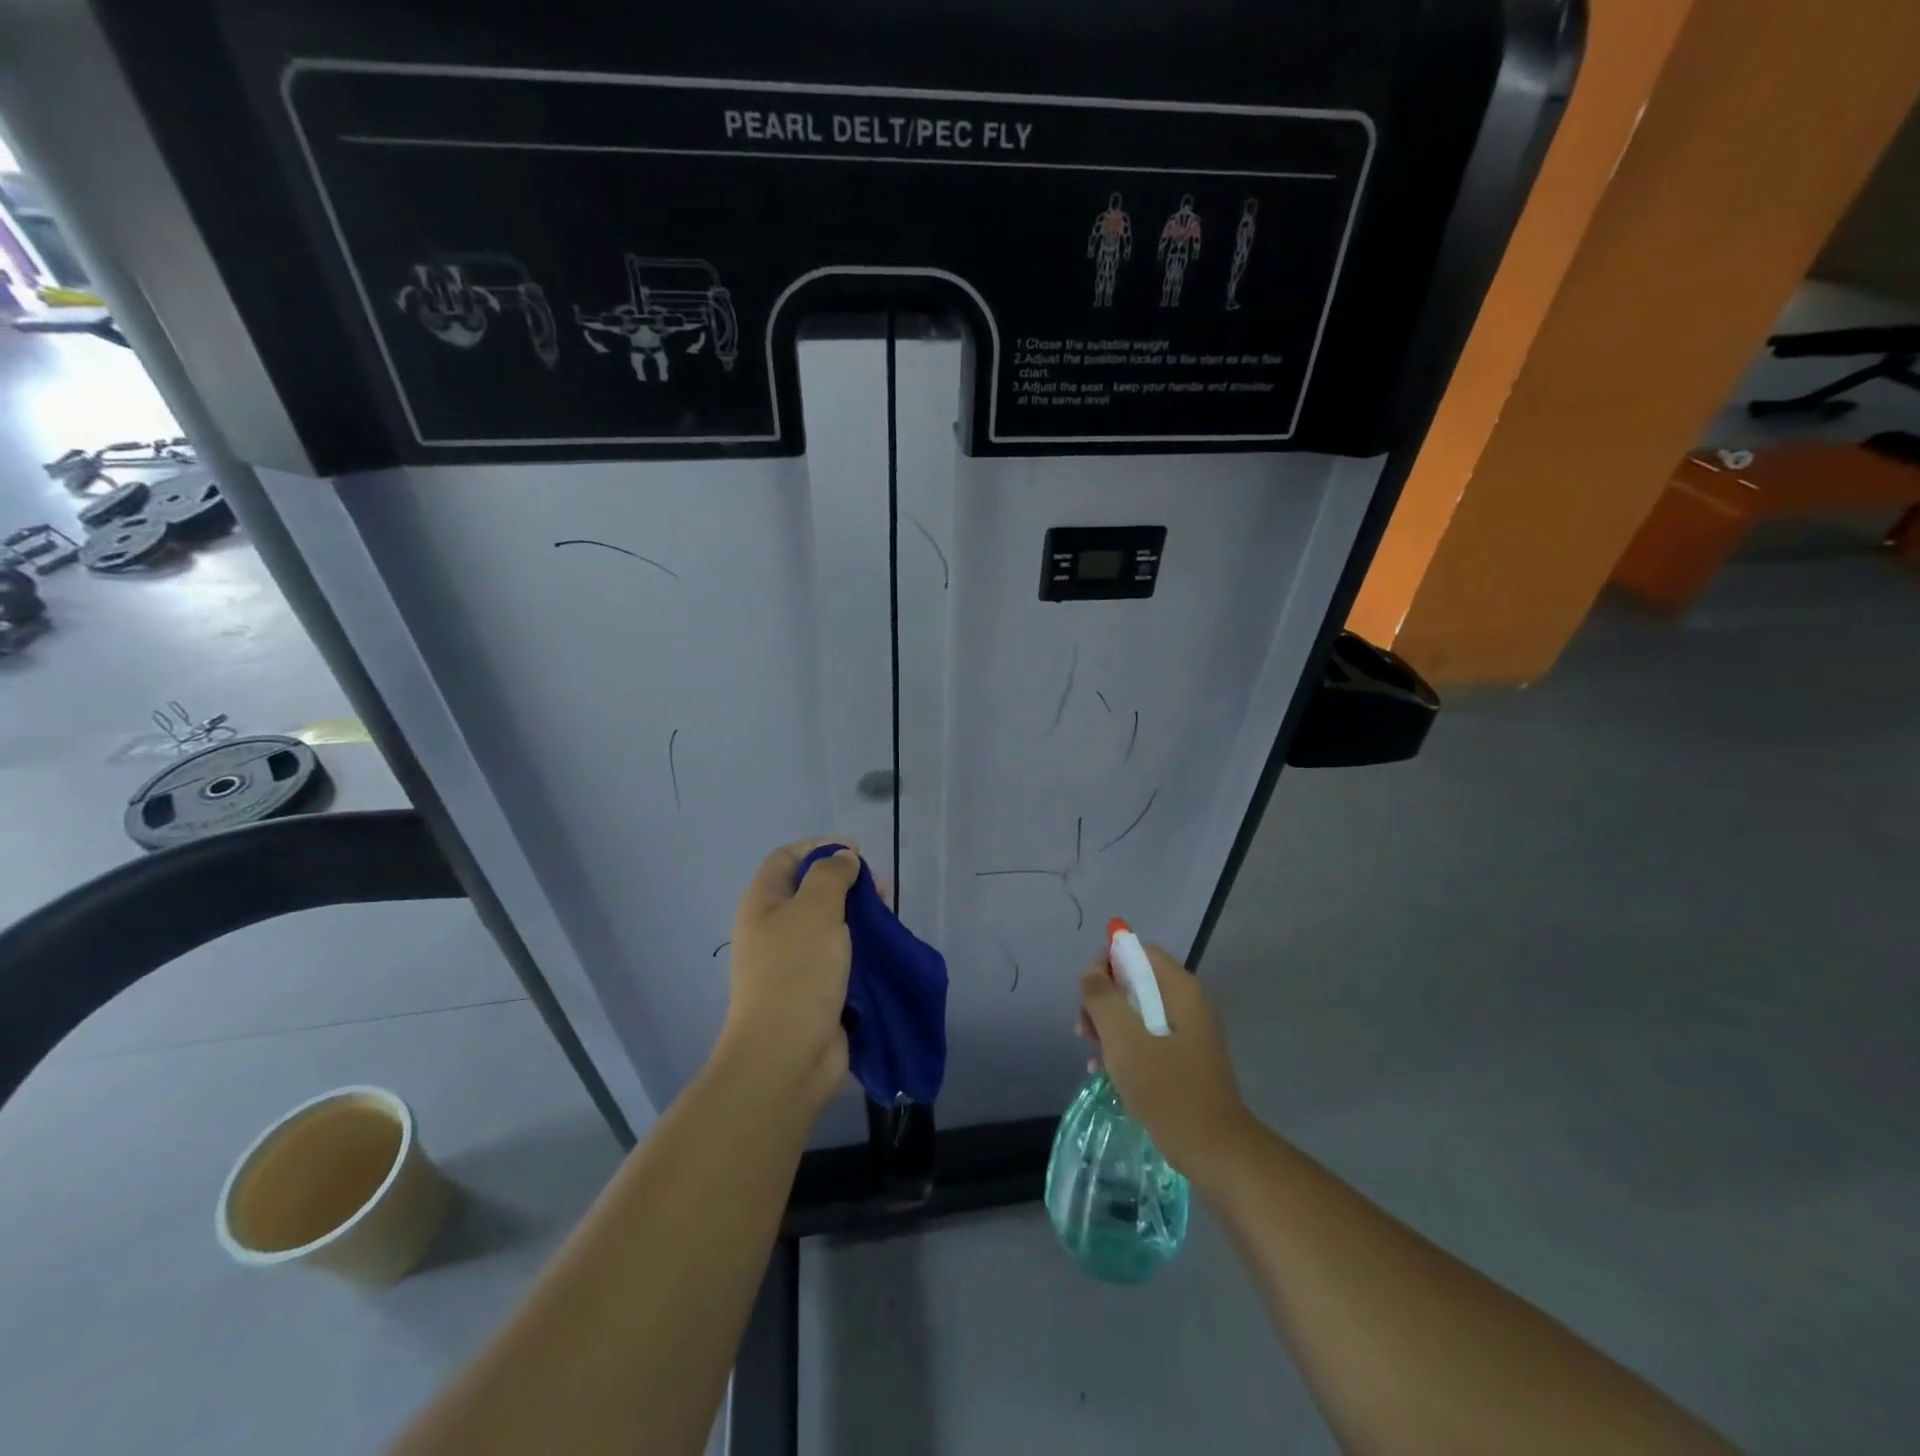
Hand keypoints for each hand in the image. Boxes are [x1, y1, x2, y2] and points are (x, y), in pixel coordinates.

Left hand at [720, 839, 861, 1110]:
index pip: (787, 858)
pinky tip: (884, 949)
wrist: (786, 1057)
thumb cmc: (797, 972)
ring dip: (860, 917)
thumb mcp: (815, 909)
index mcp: (763, 904)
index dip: (819, 847)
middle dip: (848, 883)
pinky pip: (840, 957)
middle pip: (812, 891)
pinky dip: (862, 949)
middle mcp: (774, 929)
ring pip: (831, 925)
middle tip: (881, 890)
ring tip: (889, 919)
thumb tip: (843, 858)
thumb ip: (831, 875)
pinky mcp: (815, 990)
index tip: (856, 853)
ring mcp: (794, 962)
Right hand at [1077, 943, 1253, 1182]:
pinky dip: (1125, 1049)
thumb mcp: (1123, 1038)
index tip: (1087, 992)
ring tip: (1090, 1053)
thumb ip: (1102, 997)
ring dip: (1109, 1028)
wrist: (1214, 1149)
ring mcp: (1188, 1033)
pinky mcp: (1184, 1060)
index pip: (1138, 952)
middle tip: (1083, 1028)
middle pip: (1136, 982)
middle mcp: (1187, 1003)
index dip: (1107, 963)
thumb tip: (1091, 972)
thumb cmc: (1166, 1087)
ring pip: (1138, 1013)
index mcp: (1178, 988)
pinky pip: (1147, 1040)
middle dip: (1104, 1001)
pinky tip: (1104, 1073)